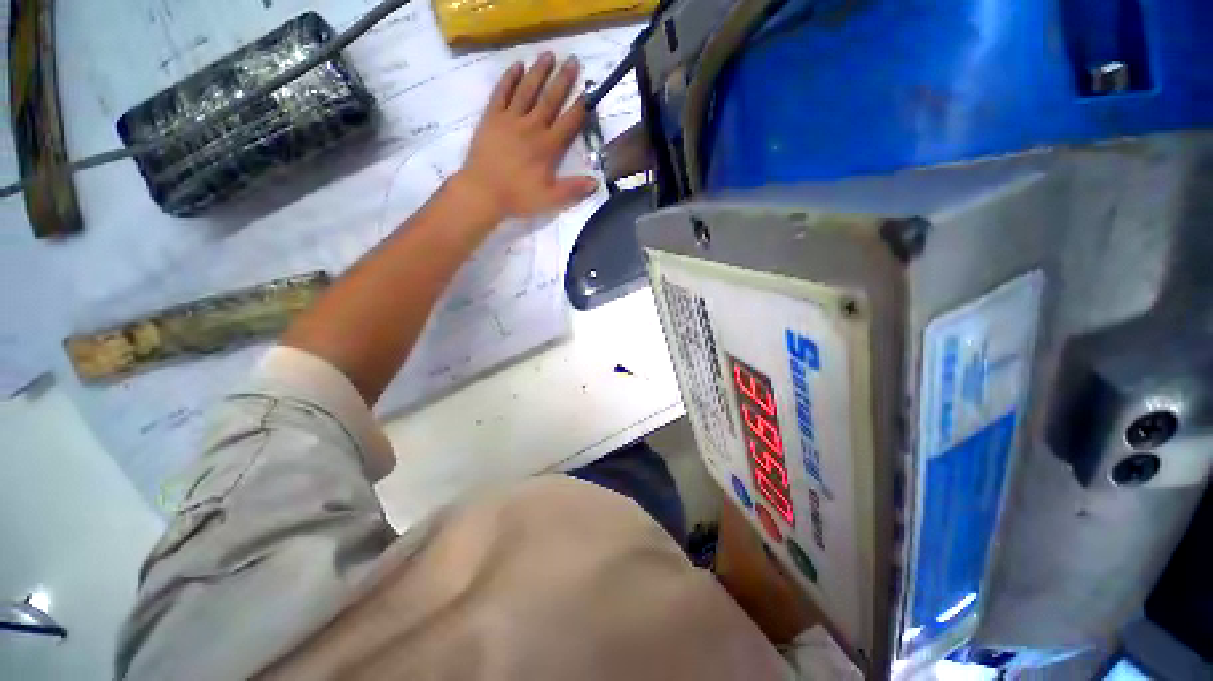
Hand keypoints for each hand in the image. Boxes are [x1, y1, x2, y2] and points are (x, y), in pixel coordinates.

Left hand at [457, 52, 598, 221]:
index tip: (589, 92)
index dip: (580, 108)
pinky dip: (509, 78)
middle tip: (573, 60)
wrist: (483, 192)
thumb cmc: (518, 197)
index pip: (569, 123)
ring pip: (527, 90)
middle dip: (563, 80)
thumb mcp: (551, 199)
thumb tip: (596, 182)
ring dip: (539, 72)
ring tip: (549, 54)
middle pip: (550, 100)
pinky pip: (502, 93)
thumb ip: (573, 189)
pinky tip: (517, 66)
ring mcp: (510, 119)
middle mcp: (532, 127)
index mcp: (548, 147)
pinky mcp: (492, 117)